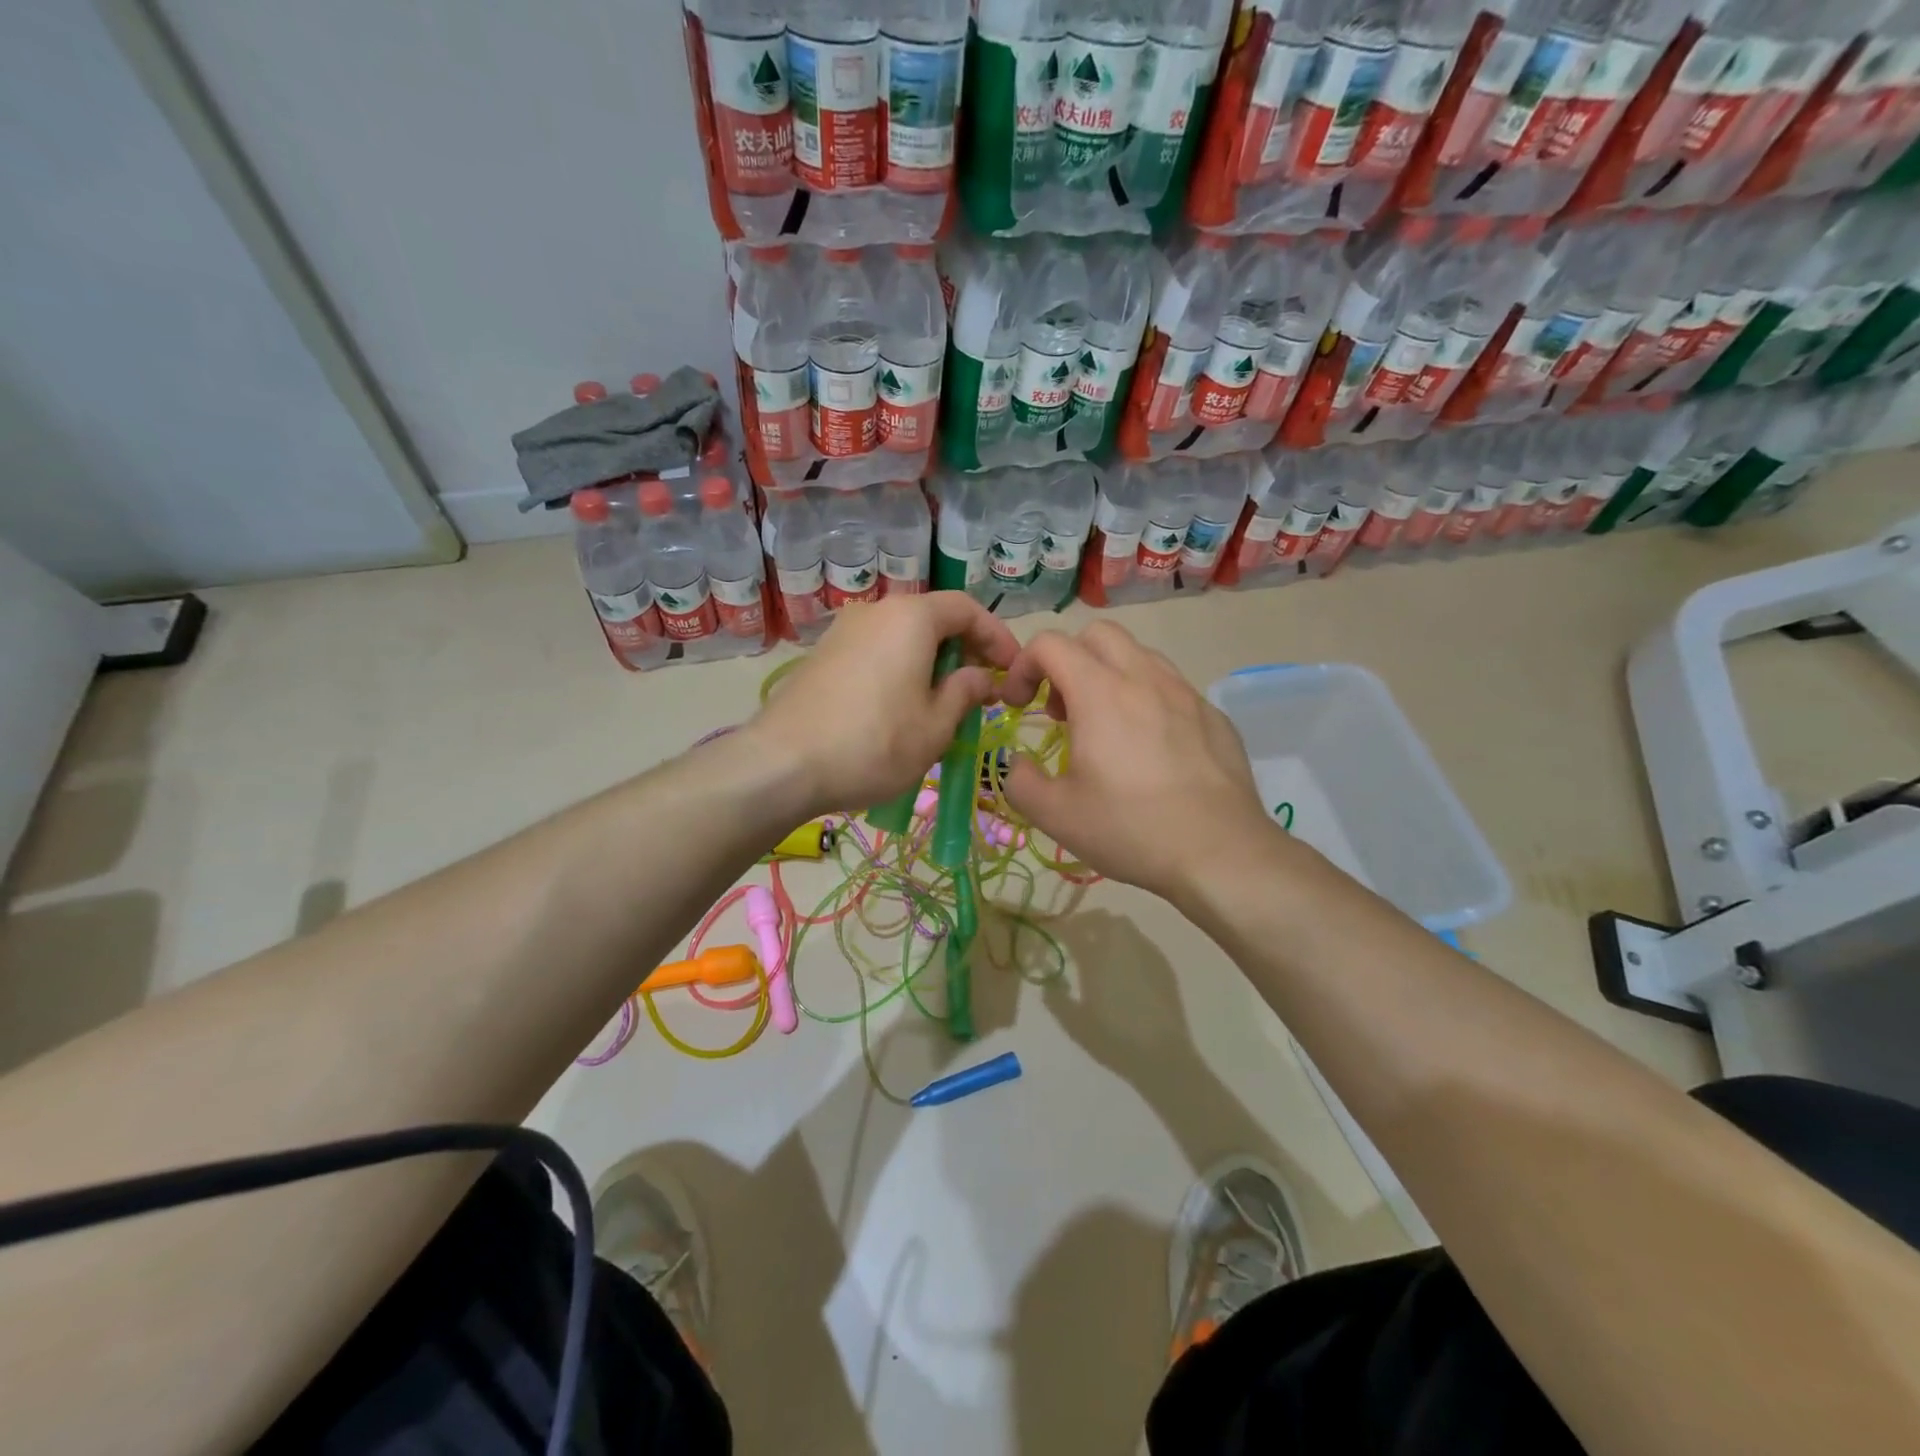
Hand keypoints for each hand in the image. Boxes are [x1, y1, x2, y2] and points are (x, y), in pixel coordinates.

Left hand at [747, 592, 1018, 815]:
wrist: (782, 764)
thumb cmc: (874, 744)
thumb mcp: (935, 727)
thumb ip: (965, 693)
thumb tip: (980, 677)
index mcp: (911, 618)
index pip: (967, 609)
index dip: (997, 636)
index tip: (1012, 670)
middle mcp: (876, 611)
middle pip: (933, 618)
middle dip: (964, 650)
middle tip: (982, 688)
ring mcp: (843, 631)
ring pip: (902, 636)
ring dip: (932, 662)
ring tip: (944, 702)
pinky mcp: (822, 655)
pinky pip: (876, 651)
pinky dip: (901, 668)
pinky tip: (902, 706)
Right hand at [998, 622, 1278, 903]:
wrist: (1221, 853)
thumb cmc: (1130, 828)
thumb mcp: (1055, 814)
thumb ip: (1019, 780)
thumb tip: (1017, 763)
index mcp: (1099, 692)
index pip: (1050, 643)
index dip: (1023, 666)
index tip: (1018, 706)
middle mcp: (1144, 678)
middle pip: (1097, 634)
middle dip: (1068, 660)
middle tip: (1061, 710)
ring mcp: (1185, 694)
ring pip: (1139, 655)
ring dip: (1109, 676)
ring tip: (1105, 727)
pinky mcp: (1214, 716)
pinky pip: (1172, 688)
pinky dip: (1147, 701)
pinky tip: (1151, 750)